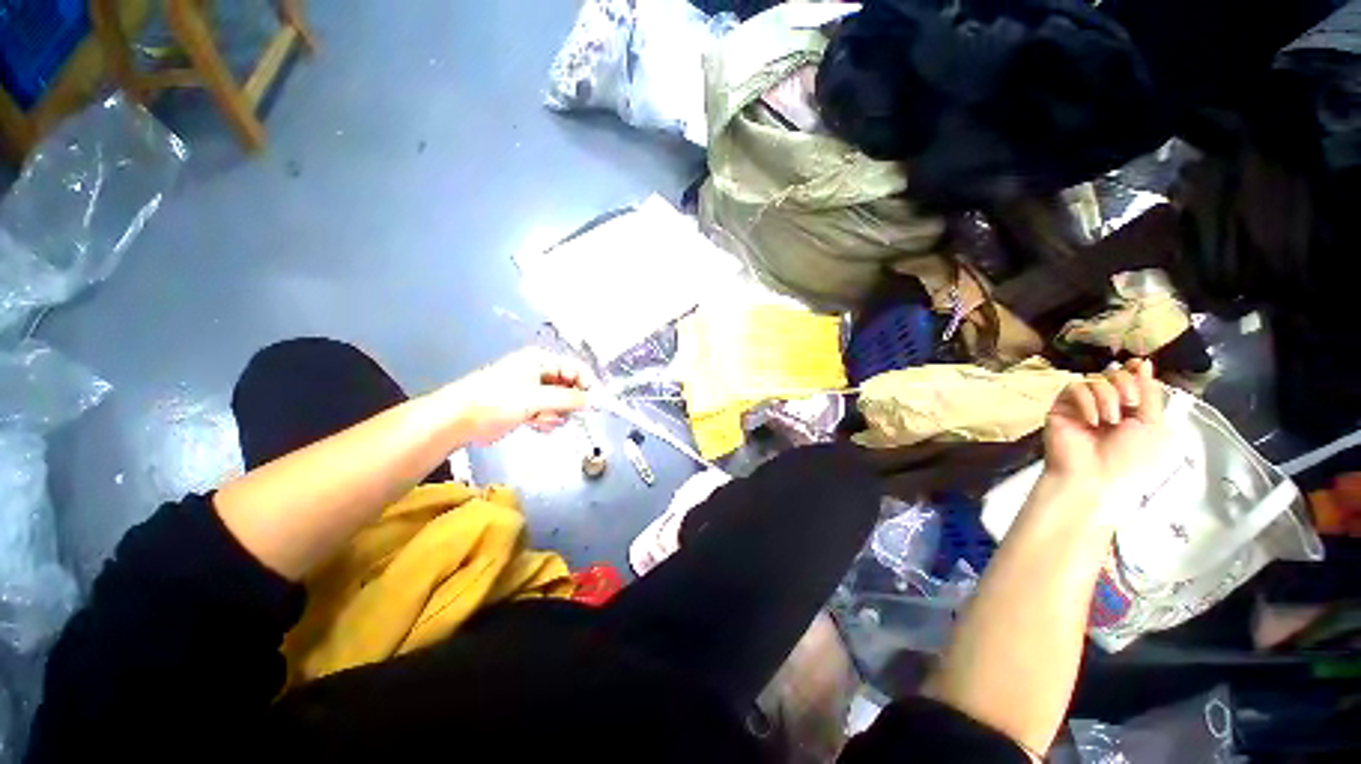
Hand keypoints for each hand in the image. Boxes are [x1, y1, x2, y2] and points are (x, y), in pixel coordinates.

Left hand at [445, 349, 591, 444]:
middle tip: (562, 415)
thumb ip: (568, 399)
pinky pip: (549, 413)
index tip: (597, 404)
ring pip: (561, 403)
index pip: (576, 369)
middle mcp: (540, 372)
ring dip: (556, 414)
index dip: (588, 385)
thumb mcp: (535, 398)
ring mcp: (533, 390)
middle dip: (569, 403)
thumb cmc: (496, 401)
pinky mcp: (527, 406)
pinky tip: (536, 424)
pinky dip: (547, 420)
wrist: (458, 420)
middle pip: (571, 387)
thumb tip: (594, 401)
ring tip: (541, 419)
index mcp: (541, 361)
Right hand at [1044, 359, 1165, 489]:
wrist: (1092, 475)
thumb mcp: (1152, 427)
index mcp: (1130, 408)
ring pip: (1095, 379)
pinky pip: (1074, 388)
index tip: (1140, 366)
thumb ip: (1150, 395)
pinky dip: (1087, 402)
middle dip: (1125, 386)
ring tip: (1108, 421)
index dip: (1136, 371)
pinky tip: (1090, 420)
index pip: (1132, 377)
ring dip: (1107, 398)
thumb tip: (1145, 365)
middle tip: (1129, 406)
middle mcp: (1106, 402)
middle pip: (1115, 373)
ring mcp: (1082, 404)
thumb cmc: (1126, 458)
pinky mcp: (1061, 406)